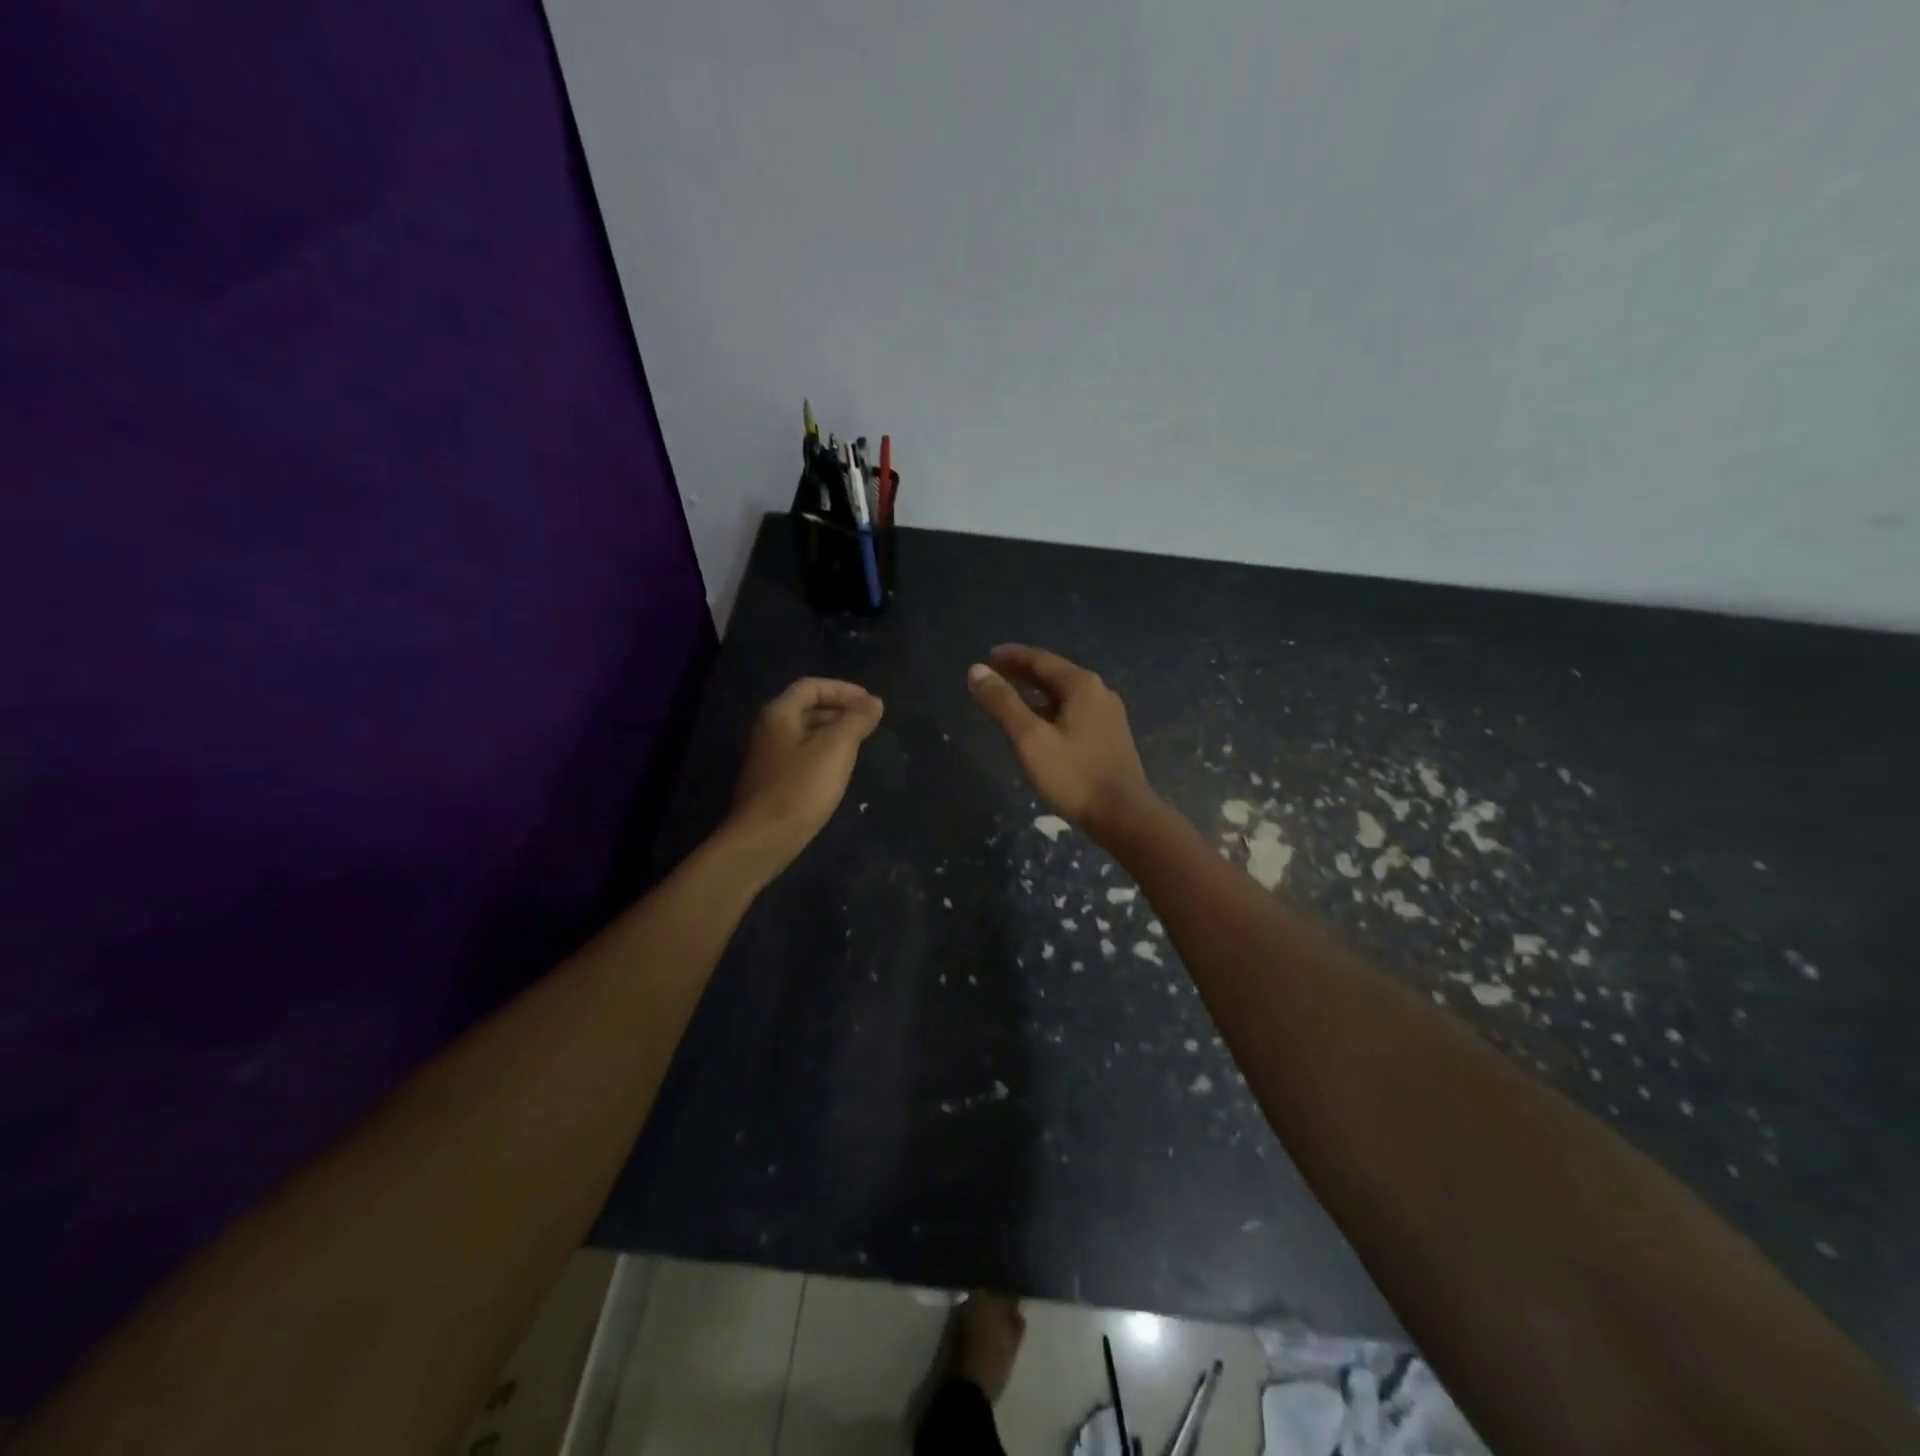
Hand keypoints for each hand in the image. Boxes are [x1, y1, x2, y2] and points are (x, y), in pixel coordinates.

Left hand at [726, 678, 882, 875]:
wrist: (764, 839)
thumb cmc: (801, 788)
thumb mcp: (836, 748)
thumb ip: (856, 720)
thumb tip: (874, 702)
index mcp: (779, 714)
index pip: (812, 686)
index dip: (844, 689)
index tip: (871, 704)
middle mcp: (768, 730)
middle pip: (806, 708)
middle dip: (840, 711)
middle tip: (869, 724)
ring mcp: (767, 757)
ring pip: (805, 734)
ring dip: (833, 733)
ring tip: (860, 745)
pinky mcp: (772, 782)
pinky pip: (801, 756)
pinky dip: (823, 754)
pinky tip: (839, 770)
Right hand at [966, 645, 1156, 844]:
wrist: (1124, 817)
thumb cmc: (1074, 775)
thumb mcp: (1030, 738)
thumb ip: (1002, 702)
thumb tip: (976, 670)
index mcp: (1082, 685)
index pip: (1040, 659)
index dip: (1012, 656)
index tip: (987, 656)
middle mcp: (1099, 693)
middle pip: (1054, 675)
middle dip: (1022, 673)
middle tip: (994, 674)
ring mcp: (1108, 716)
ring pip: (1064, 696)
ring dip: (1036, 694)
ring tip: (1010, 700)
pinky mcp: (1110, 738)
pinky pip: (1073, 713)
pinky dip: (1050, 711)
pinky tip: (1038, 727)